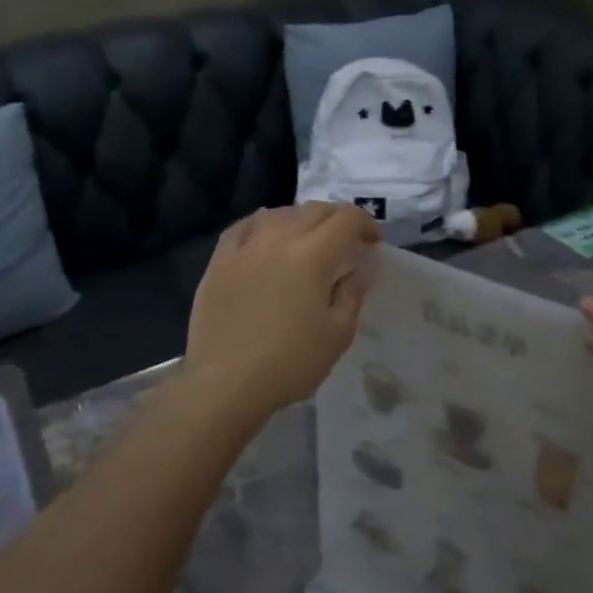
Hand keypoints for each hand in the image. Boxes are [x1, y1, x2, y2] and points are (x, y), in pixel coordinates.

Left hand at [185, 203, 380, 420]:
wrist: (225, 382)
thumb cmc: (289, 363)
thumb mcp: (337, 334)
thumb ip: (352, 294)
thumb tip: (357, 270)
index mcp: (312, 255)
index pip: (347, 219)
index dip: (366, 224)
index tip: (373, 243)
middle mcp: (278, 238)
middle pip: (314, 210)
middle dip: (337, 219)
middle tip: (346, 240)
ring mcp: (244, 246)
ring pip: (279, 213)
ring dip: (302, 219)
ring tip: (308, 238)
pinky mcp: (219, 259)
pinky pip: (245, 226)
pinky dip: (264, 224)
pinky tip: (266, 234)